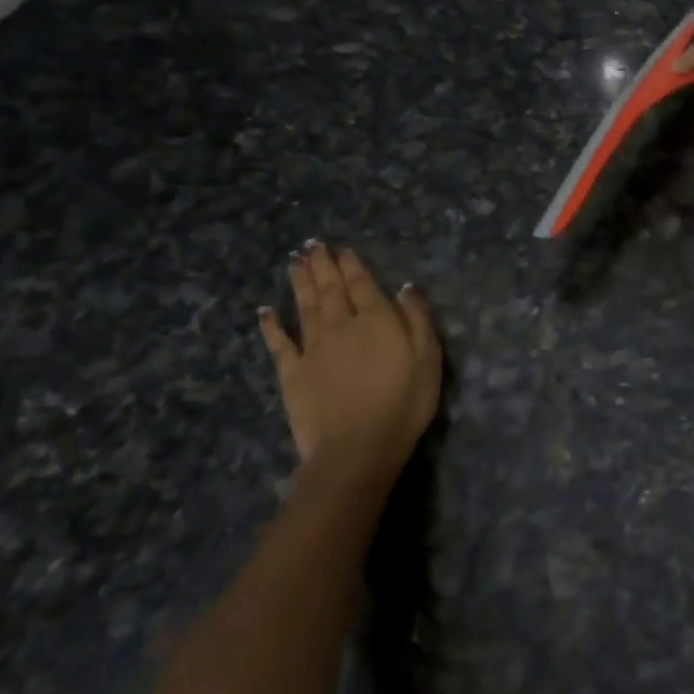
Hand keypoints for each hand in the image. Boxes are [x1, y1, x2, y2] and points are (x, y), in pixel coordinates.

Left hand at [257, 243, 440, 486]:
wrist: (356, 448)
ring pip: (305, 306)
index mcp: (376, 320)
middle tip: (312, 245)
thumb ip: (417, 319)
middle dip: (322, 265)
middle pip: (330, 289)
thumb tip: (406, 287)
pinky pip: (279, 343)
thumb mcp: (428, 359)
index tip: (342, 249)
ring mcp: (313, 348)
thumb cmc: (403, 403)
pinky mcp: (292, 374)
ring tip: (295, 261)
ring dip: (300, 282)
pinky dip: (271, 325)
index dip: (352, 265)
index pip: (362, 284)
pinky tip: (265, 310)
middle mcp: (341, 325)